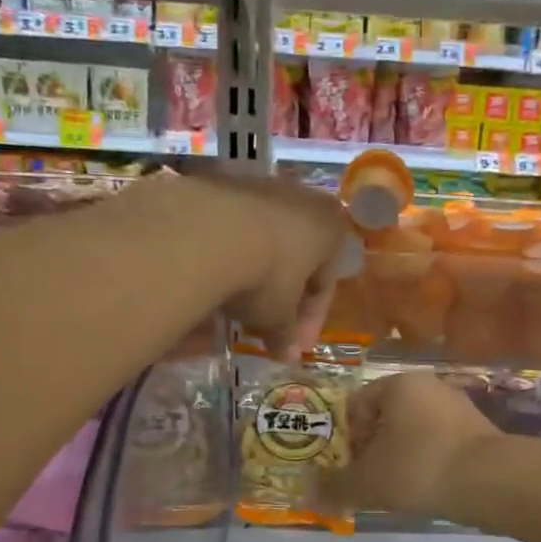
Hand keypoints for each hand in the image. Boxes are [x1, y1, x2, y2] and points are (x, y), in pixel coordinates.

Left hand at [170, 171, 352, 360]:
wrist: (209, 232)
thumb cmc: (267, 275)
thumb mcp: (279, 315)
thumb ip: (286, 334)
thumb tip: (289, 356)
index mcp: (331, 228)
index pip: (325, 283)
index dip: (310, 321)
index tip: (293, 346)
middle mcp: (303, 200)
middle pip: (297, 259)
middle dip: (284, 297)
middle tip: (268, 328)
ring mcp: (261, 188)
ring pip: (266, 242)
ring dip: (256, 275)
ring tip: (237, 307)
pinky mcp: (222, 185)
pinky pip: (235, 231)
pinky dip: (230, 257)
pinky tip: (215, 280)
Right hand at [324, 372, 501, 518]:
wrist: (490, 481)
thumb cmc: (418, 468)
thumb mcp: (367, 482)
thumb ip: (334, 488)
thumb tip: (306, 495)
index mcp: (397, 384)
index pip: (354, 405)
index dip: (344, 438)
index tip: (346, 467)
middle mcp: (428, 385)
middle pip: (384, 417)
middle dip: (372, 448)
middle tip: (368, 480)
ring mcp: (457, 405)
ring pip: (413, 430)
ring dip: (400, 456)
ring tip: (397, 487)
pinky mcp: (478, 429)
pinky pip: (439, 442)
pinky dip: (427, 461)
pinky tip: (427, 486)